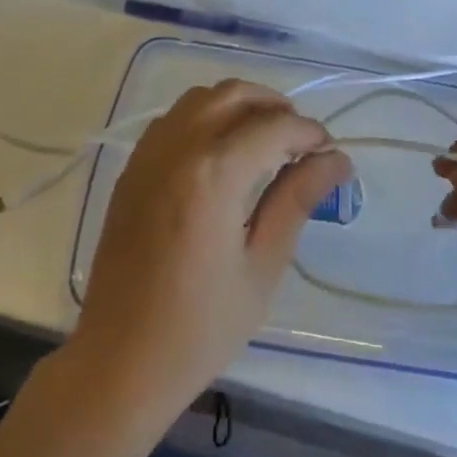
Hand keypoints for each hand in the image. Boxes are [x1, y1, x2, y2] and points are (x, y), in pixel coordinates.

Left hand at [69, 80, 350, 421]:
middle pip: (235, 94)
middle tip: (300, 142)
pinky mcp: (131, 169)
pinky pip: (173, 119)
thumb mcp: (262, 266)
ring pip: (201, 98)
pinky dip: (205, 117)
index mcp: (214, 173)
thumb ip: (297, 200)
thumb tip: (336, 160)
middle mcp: (178, 148)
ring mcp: (148, 155)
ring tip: (264, 140)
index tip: (330, 154)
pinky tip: (221, 153)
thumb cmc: (201, 327)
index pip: (274, 126)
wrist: (120, 362)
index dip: (309, 133)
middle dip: (275, 106)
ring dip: (239, 105)